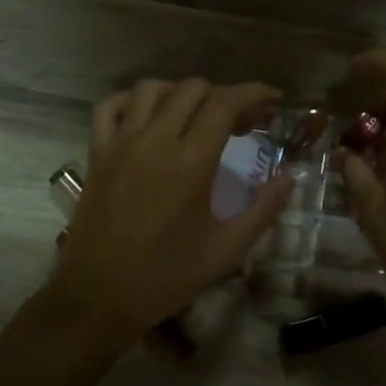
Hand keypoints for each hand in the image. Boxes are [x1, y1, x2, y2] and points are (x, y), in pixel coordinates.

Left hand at [53, 79, 291, 333]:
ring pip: (152, 89)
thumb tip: (288, 178)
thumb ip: (262, 210)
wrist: (99, 296)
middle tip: (242, 123)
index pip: (224, 103)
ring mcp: (120, 143)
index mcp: (190, 163)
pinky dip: (133, 100)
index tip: (273, 99)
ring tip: (197, 115)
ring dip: (182, 92)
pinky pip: (110, 107)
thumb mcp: (226, 251)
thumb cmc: (166, 277)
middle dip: (224, 96)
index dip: (253, 93)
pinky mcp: (96, 153)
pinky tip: (149, 115)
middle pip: (192, 90)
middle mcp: (154, 141)